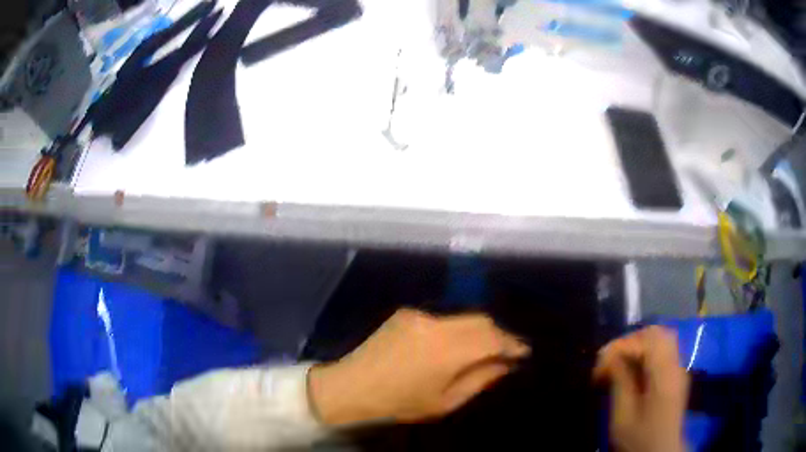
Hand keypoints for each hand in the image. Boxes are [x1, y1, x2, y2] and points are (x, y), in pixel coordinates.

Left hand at [308, 308, 529, 425]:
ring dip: (478, 330)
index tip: (523, 352)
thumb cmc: (399, 402)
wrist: (351, 386)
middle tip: (507, 351)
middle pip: (481, 320)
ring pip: (463, 316)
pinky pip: (442, 318)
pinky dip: (456, 328)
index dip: (512, 344)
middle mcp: (436, 325)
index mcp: (447, 351)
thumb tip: (504, 364)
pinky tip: (454, 344)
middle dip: (498, 334)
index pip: (493, 338)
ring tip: (484, 348)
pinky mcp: (406, 312)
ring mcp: (419, 315)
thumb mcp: (445, 402)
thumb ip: (479, 380)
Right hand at [594, 326, 689, 451]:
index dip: (620, 346)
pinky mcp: (676, 375)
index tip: (599, 366)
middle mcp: (676, 365)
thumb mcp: (623, 417)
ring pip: (661, 339)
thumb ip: (620, 382)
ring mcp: (678, 368)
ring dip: (637, 346)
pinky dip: (645, 353)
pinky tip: (633, 370)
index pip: (646, 340)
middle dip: (629, 341)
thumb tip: (610, 357)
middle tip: (610, 361)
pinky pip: (663, 351)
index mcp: (664, 374)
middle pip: (656, 333)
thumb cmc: (639, 438)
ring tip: (619, 364)